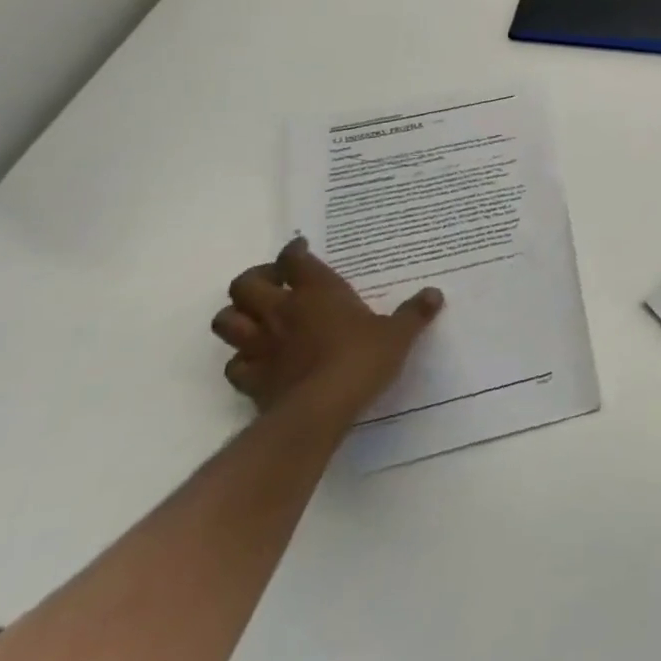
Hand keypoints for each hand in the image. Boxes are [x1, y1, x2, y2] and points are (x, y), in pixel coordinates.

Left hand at [212, 237, 443, 425]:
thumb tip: (434, 293)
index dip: (295, 251)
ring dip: (237, 315)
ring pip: (226, 320)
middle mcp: (281, 311)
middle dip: (256, 278)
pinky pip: (233, 363)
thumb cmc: (360, 360)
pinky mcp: (250, 379)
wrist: (319, 411)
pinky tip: (258, 361)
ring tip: (257, 318)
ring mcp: (259, 345)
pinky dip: (241, 359)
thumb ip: (413, 313)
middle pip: (245, 283)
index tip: (301, 249)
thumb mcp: (398, 334)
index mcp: (317, 291)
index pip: (295, 259)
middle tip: (276, 283)